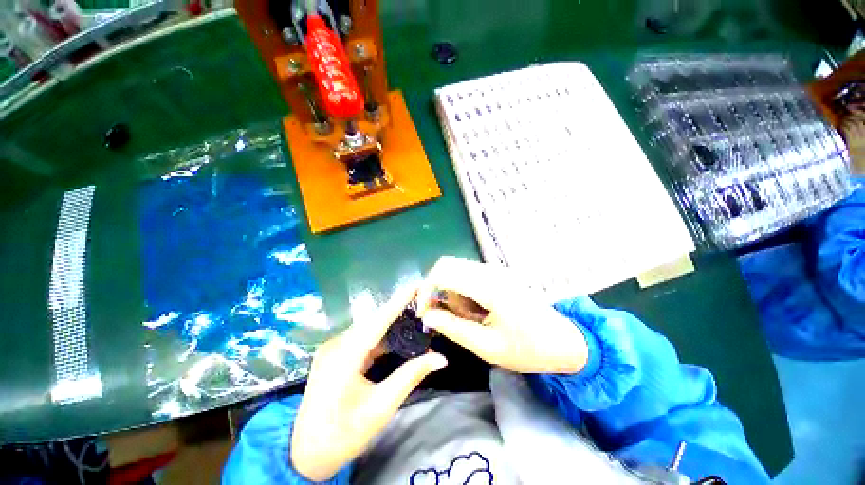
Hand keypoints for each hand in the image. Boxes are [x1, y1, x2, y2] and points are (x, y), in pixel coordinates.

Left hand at [291, 286, 447, 480]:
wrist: (305, 455)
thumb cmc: (343, 434)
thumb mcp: (381, 407)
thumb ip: (411, 376)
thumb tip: (441, 358)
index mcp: (345, 356)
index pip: (378, 321)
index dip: (398, 301)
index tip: (415, 285)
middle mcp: (337, 345)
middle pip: (373, 321)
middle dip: (398, 310)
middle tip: (422, 303)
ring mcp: (334, 349)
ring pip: (368, 329)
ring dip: (391, 324)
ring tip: (415, 316)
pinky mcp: (335, 355)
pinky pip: (362, 339)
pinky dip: (381, 337)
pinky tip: (397, 337)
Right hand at [417, 256, 588, 374]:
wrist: (565, 341)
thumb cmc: (528, 349)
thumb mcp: (487, 346)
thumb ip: (453, 328)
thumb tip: (427, 316)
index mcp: (489, 287)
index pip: (443, 272)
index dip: (426, 289)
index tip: (423, 313)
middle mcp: (491, 271)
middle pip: (448, 265)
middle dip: (437, 289)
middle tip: (443, 316)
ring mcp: (496, 271)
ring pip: (457, 270)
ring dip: (451, 293)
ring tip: (466, 318)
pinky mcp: (498, 275)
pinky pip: (469, 275)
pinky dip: (462, 291)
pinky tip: (475, 311)